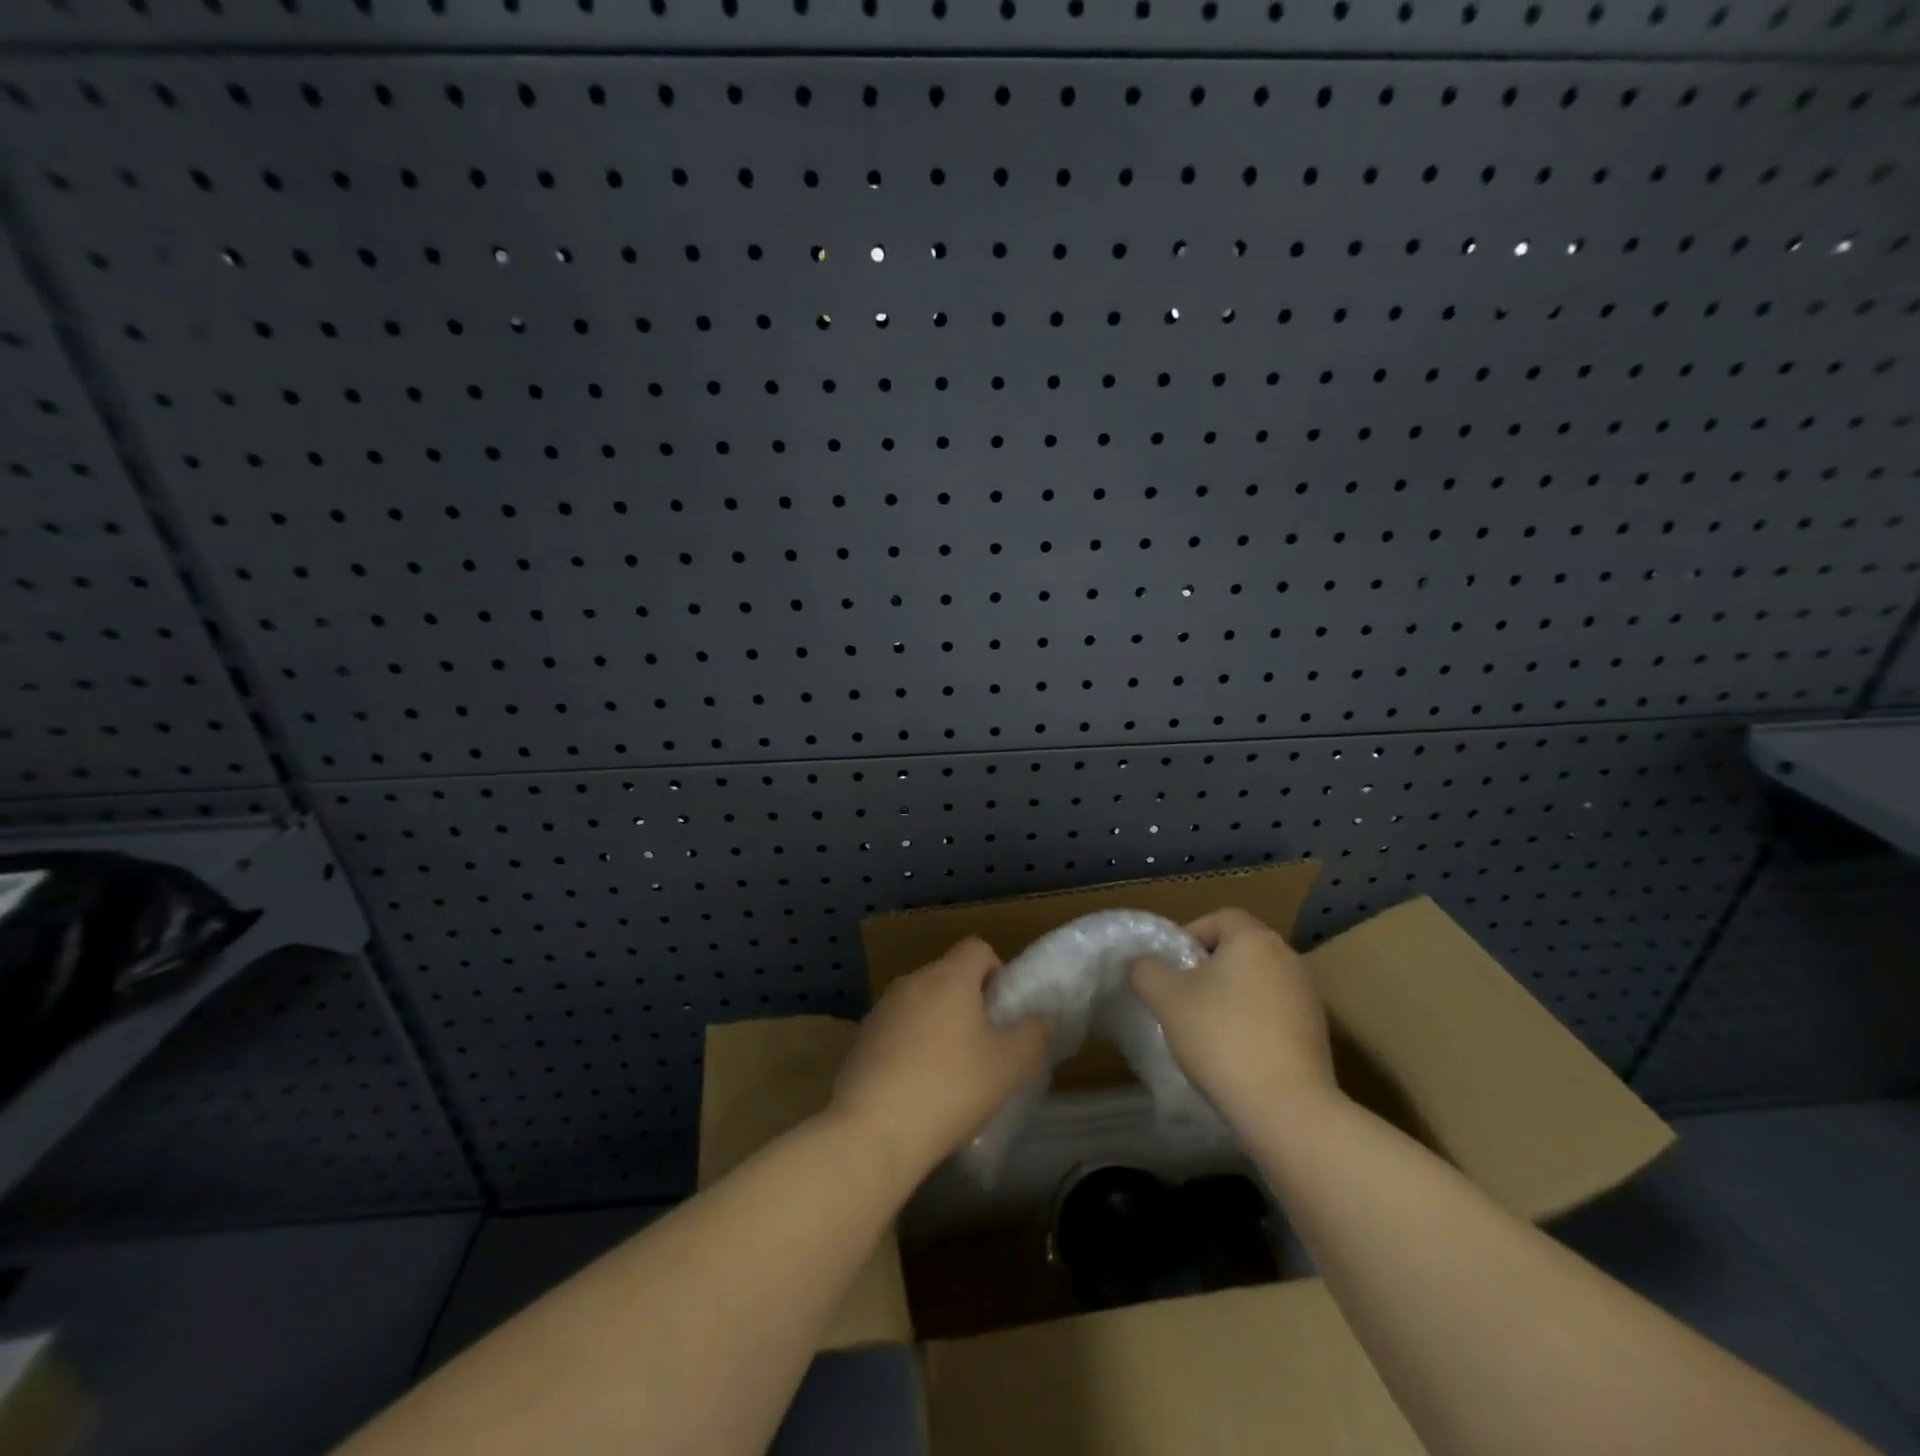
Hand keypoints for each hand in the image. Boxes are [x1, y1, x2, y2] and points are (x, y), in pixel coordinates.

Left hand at [832, 937, 1051, 1181]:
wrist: (873, 1130)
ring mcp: (881, 1009)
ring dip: (938, 1023)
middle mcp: (912, 981)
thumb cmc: (951, 1088)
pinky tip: (917, 1087)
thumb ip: (1034, 1035)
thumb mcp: (1009, 1066)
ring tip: (951, 1070)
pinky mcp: (861, 1039)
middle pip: (948, 974)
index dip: (997, 970)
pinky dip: (911, 1045)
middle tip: (984, 1044)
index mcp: (949, 977)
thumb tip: (1043, 1017)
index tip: (1003, 1009)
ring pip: (921, 1002)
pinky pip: (896, 1029)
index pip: (977, 948)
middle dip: (968, 1001)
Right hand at [1130, 908, 1339, 1135]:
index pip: (1218, 918)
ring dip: (1229, 996)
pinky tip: (1234, 1052)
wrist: (1286, 1108)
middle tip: (1180, 996)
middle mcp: (1287, 958)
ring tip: (1204, 1027)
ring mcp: (1307, 996)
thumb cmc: (1221, 1037)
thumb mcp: (1166, 999)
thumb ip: (1146, 971)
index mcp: (1255, 939)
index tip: (1169, 967)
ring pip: (1256, 982)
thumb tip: (1141, 965)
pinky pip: (1273, 1012)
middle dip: (1207, 968)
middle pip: (1238, 949)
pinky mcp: (1316, 1033)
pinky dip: (1251, 1022)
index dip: (1188, 935)